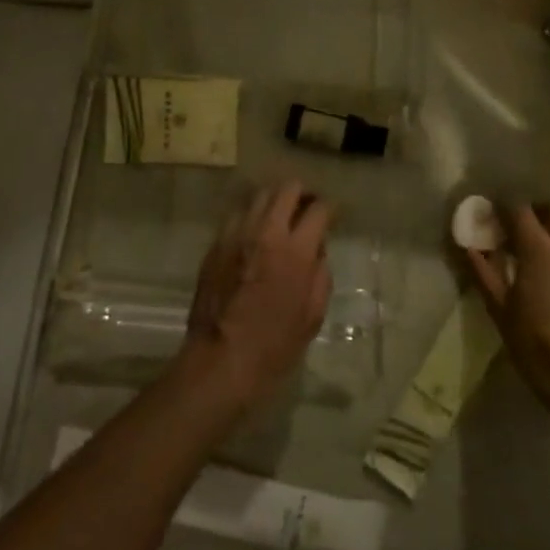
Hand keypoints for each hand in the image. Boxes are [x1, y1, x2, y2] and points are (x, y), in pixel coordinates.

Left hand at [177, 181, 333, 413]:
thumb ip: (320, 275)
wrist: (220, 361)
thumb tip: (316, 251)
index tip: (333, 215)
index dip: (331, 208)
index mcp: (295, 252)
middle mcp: (266, 232)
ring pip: (259, 195)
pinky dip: (251, 216)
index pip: (319, 209)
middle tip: (307, 208)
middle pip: (287, 188)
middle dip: (303, 193)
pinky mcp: (216, 243)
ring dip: (275, 201)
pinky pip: (237, 215)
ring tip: (280, 216)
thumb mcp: (312, 316)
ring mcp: (237, 234)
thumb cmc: (274, 346)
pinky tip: (255, 233)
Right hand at [466, 204, 549, 428]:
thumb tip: (466, 244)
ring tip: (538, 247)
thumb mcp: (499, 309)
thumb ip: (482, 270)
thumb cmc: (534, 345)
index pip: (519, 207)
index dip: (502, 206)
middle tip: (517, 227)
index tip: (490, 216)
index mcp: (539, 250)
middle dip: (534, 209)